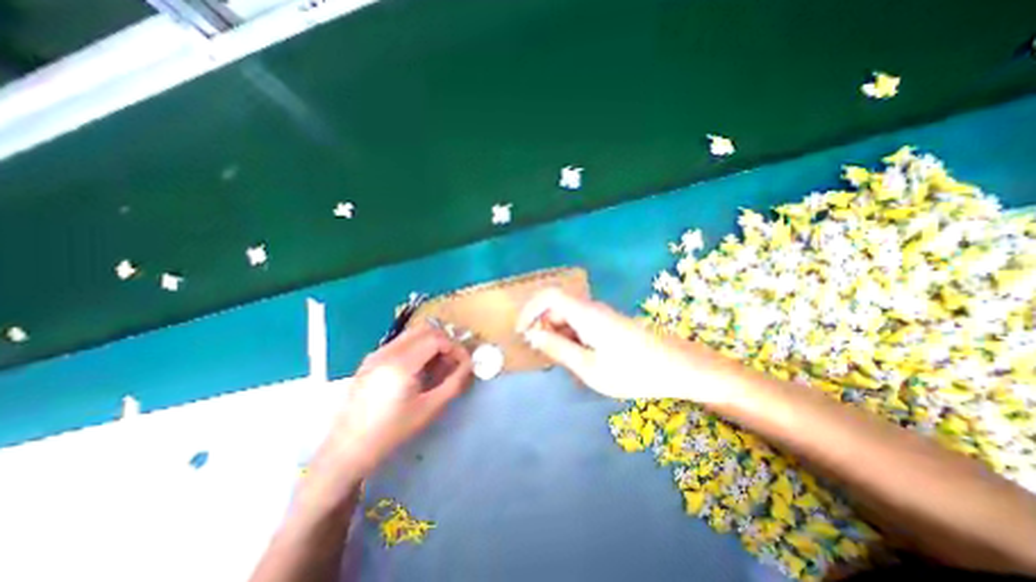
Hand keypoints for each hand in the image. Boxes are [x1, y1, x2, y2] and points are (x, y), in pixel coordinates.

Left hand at [313, 321, 472, 479]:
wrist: (348, 449)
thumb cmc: (392, 431)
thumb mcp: (430, 409)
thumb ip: (454, 383)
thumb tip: (469, 365)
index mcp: (401, 364)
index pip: (436, 339)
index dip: (455, 347)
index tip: (464, 362)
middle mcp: (387, 351)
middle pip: (425, 329)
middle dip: (445, 341)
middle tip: (453, 361)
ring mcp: (376, 353)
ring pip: (412, 334)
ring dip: (431, 343)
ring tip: (438, 366)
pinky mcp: (371, 359)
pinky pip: (401, 342)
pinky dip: (417, 348)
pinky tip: (419, 369)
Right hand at [517, 285, 744, 404]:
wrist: (679, 368)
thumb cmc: (634, 371)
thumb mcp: (589, 366)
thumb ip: (558, 348)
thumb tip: (533, 334)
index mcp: (585, 314)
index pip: (549, 296)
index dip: (530, 309)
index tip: (521, 331)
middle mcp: (592, 308)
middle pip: (557, 306)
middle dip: (543, 326)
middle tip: (542, 353)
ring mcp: (602, 315)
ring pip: (568, 317)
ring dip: (557, 334)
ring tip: (562, 361)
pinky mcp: (609, 324)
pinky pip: (581, 324)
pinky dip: (571, 338)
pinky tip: (580, 359)